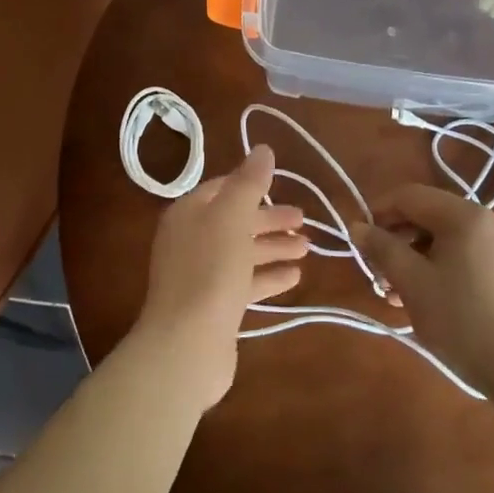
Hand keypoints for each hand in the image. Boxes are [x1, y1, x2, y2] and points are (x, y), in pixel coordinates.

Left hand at [128, 146, 307, 408]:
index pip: (221, 189)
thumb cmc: (210, 271)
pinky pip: (244, 282)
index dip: (251, 186)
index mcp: (188, 214)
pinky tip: (294, 277)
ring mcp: (199, 275)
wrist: (186, 343)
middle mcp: (190, 241)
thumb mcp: (232, 217)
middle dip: (268, 220)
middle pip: (234, 222)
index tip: (281, 186)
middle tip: (303, 220)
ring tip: (307, 248)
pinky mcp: (212, 306)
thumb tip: (262, 149)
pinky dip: (268, 277)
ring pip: (241, 253)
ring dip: (273, 248)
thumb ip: (249, 183)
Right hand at [357, 184, 493, 389]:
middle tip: (380, 276)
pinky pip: (470, 256)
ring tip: (399, 295)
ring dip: (418, 259)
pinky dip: (444, 268)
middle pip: (431, 216)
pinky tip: (432, 300)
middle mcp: (491, 220)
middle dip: (399, 241)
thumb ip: (382, 249)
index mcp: (466, 215)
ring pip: (450, 240)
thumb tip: (357, 226)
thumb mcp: (412, 282)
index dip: (379, 212)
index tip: (361, 242)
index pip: (410, 196)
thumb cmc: (461, 320)